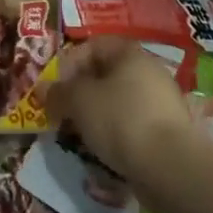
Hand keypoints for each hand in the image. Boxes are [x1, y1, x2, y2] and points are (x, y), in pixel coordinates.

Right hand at [45, 36, 198, 176]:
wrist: (170, 167)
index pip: (92, 46)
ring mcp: (161, 102)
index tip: (55, 88)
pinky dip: (115, 134)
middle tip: (63, 113)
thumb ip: (58, 92)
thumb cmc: (120, 119)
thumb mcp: (79, 101)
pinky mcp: (168, 131)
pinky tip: (104, 150)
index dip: (69, 63)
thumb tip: (43, 89)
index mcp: (129, 53)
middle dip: (80, 93)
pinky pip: (133, 125)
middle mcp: (149, 71)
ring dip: (96, 115)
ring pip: (118, 102)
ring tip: (80, 135)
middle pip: (106, 75)